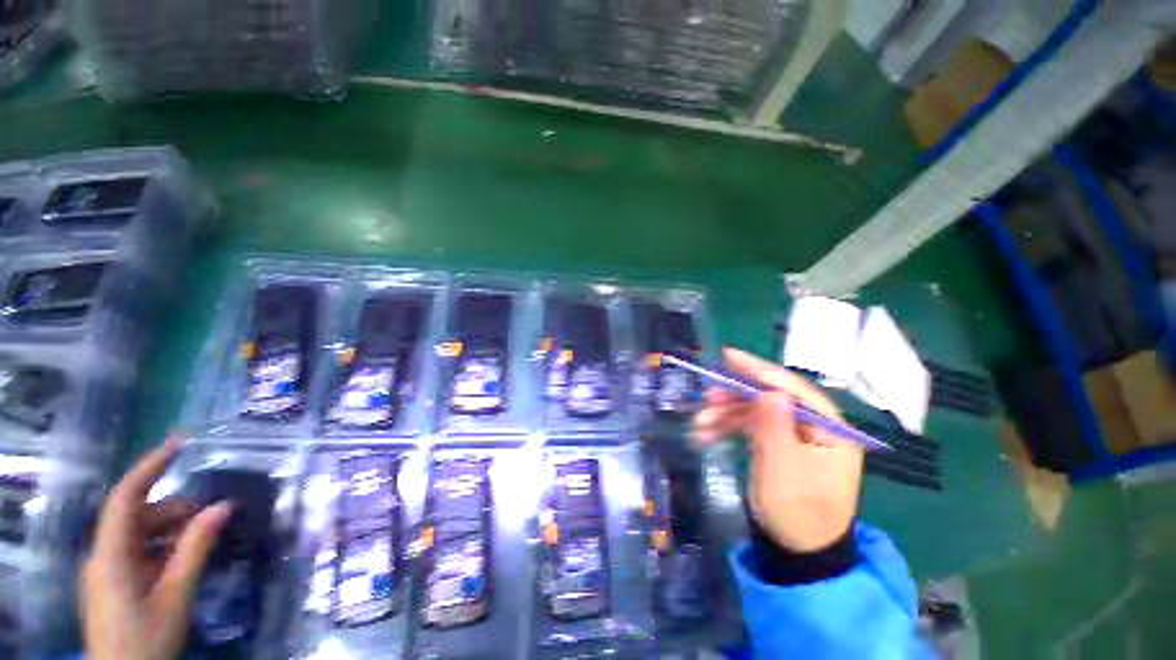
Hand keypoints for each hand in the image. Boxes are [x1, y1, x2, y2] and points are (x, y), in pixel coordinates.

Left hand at [81, 438, 231, 659]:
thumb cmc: (147, 640)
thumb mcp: (175, 596)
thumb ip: (196, 550)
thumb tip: (224, 506)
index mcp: (110, 555)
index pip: (126, 497)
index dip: (151, 465)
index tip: (181, 443)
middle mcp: (104, 555)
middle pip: (137, 515)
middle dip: (175, 509)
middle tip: (213, 513)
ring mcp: (108, 570)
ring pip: (140, 534)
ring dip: (172, 530)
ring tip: (203, 539)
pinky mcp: (115, 582)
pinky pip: (140, 552)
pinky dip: (165, 548)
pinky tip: (185, 559)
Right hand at [693, 348, 862, 552]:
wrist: (798, 552)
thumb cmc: (798, 514)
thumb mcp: (784, 472)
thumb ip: (775, 429)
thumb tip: (767, 390)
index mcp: (830, 428)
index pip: (793, 388)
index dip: (759, 370)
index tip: (728, 356)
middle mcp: (814, 425)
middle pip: (769, 397)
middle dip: (735, 397)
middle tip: (707, 398)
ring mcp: (794, 433)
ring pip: (755, 410)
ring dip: (726, 413)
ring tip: (700, 424)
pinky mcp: (777, 442)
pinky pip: (749, 425)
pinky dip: (727, 427)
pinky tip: (705, 434)